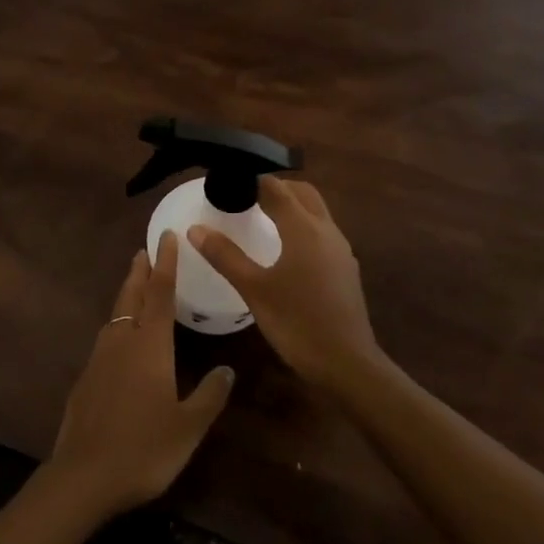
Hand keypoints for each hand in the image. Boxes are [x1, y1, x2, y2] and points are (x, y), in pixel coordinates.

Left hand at [49, 232, 234, 517]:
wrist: (83, 476)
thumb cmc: (144, 448)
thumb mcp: (188, 427)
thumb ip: (209, 395)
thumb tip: (228, 370)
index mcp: (150, 345)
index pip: (161, 294)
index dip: (166, 264)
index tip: (166, 237)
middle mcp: (122, 342)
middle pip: (132, 296)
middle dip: (140, 272)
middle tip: (145, 251)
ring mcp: (99, 359)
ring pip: (115, 316)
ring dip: (127, 296)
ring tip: (136, 288)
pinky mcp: (85, 378)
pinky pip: (106, 339)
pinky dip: (117, 326)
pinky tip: (121, 341)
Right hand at [188, 178, 380, 389]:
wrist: (348, 364)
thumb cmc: (297, 323)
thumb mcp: (254, 289)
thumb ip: (225, 256)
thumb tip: (195, 229)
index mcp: (304, 228)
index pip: (276, 188)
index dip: (253, 180)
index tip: (229, 180)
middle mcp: (326, 231)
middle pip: (302, 193)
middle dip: (276, 187)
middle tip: (247, 195)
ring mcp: (341, 250)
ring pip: (316, 212)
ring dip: (292, 205)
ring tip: (263, 217)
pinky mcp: (346, 269)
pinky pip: (323, 232)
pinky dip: (303, 226)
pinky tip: (286, 249)